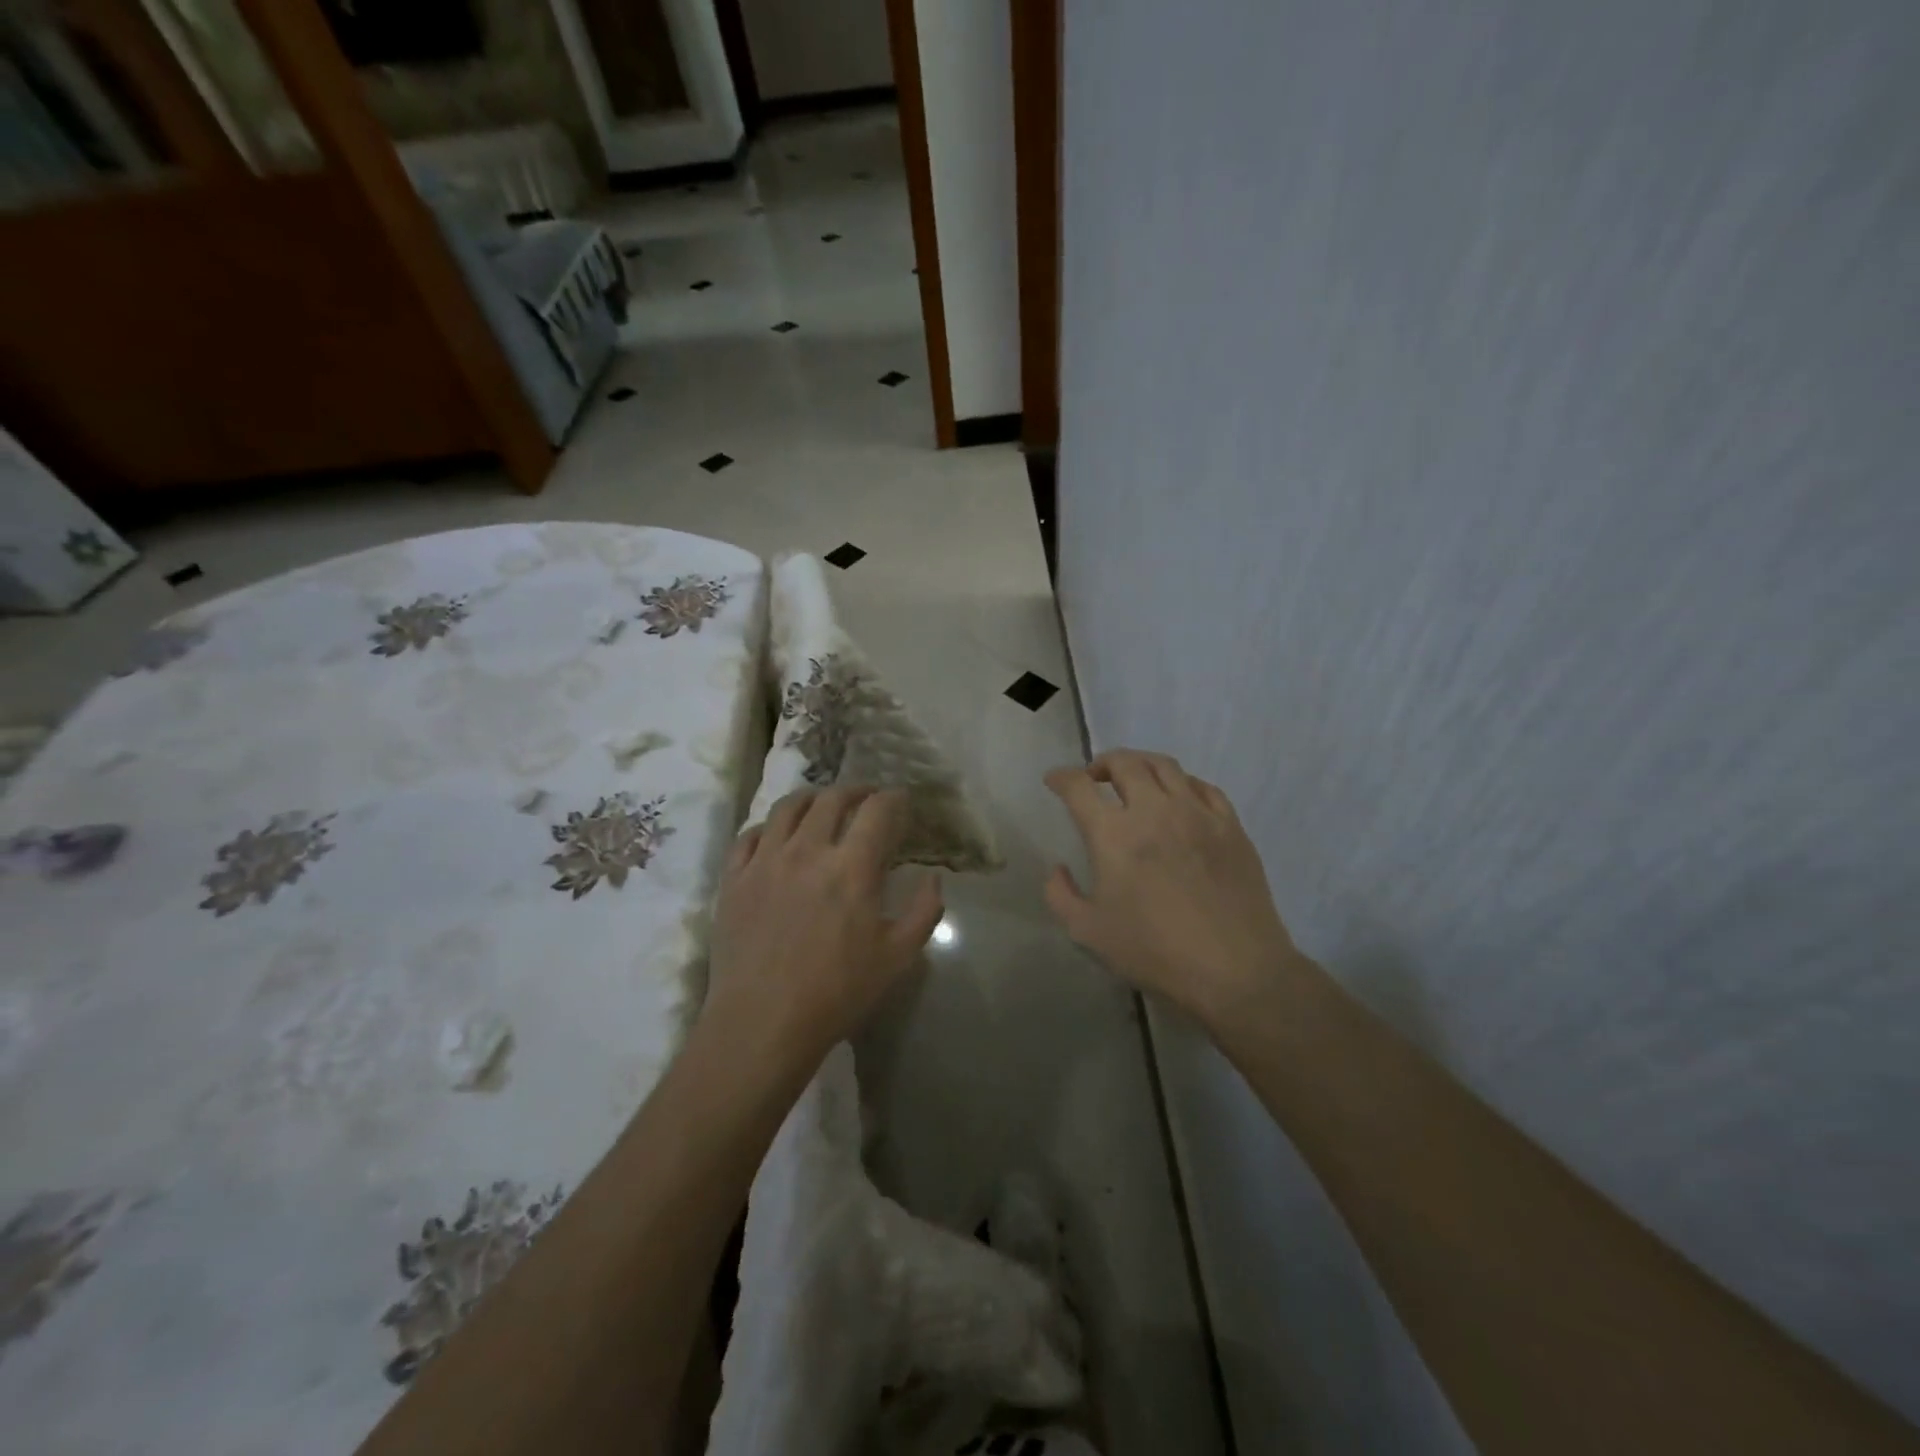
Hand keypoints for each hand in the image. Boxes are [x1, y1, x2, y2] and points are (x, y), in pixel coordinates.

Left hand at [704, 786, 943, 1067]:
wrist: (761, 1024)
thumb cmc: (837, 993)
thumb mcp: (898, 957)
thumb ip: (923, 912)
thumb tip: (934, 879)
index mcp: (852, 867)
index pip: (877, 810)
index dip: (893, 798)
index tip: (900, 799)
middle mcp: (807, 850)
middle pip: (832, 799)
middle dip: (855, 790)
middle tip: (866, 798)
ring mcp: (765, 861)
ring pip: (788, 807)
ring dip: (812, 798)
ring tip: (822, 805)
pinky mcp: (734, 879)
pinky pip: (750, 835)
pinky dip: (770, 826)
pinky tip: (777, 836)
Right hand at [1044, 750, 1295, 1026]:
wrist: (1234, 969)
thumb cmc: (1154, 951)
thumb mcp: (1088, 932)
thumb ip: (1061, 895)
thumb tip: (1058, 869)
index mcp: (1113, 834)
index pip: (1079, 787)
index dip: (1061, 777)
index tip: (1055, 780)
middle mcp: (1153, 810)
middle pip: (1124, 763)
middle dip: (1101, 763)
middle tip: (1094, 777)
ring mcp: (1196, 813)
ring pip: (1164, 765)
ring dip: (1140, 764)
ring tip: (1133, 778)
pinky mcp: (1230, 825)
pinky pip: (1203, 786)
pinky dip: (1182, 782)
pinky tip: (1179, 797)